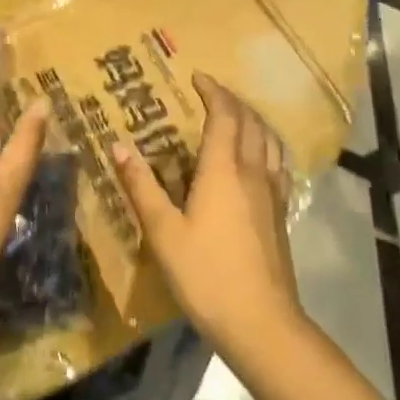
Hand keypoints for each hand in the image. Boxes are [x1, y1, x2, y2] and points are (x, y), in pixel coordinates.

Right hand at [113, 73, 302, 360]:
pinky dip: (267, 147)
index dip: (213, 91)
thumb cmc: (206, 274)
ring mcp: (273, 193)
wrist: (262, 323)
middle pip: (250, 122)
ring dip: (253, 120)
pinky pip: (278, 164)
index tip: (198, 76)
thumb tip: (118, 146)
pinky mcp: (281, 214)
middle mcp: (253, 172)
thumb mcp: (163, 232)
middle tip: (212, 93)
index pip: (224, 115)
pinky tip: (258, 161)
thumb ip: (141, 186)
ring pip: (270, 141)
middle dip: (232, 101)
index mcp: (223, 170)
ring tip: (236, 117)